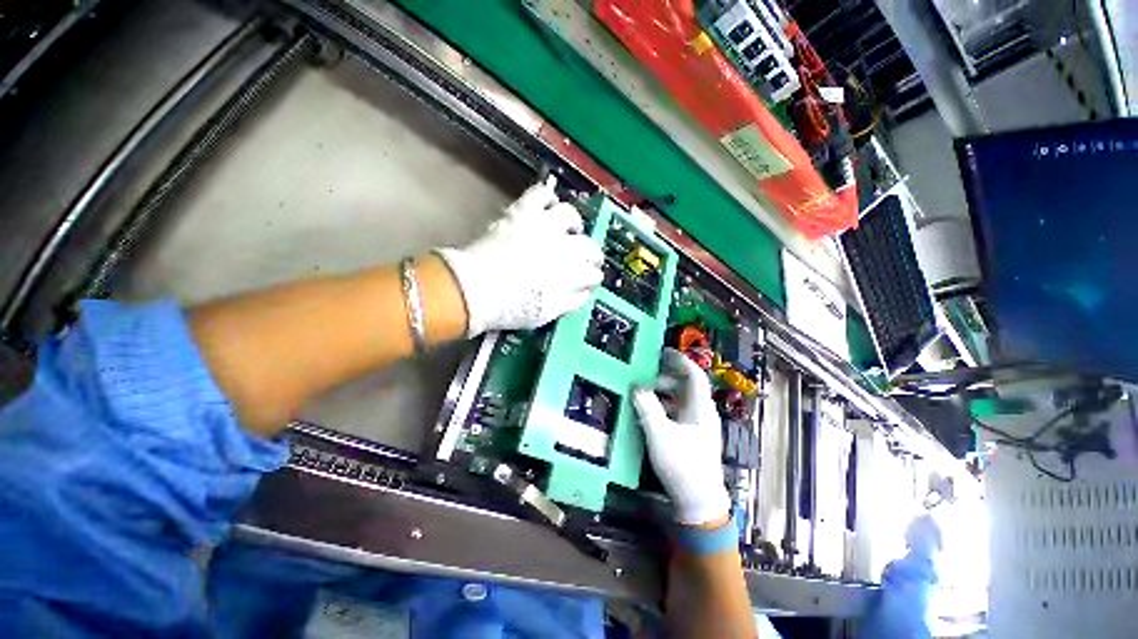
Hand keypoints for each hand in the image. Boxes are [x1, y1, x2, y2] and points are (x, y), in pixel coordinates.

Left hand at [438, 179, 603, 336]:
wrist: (473, 289)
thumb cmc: (510, 307)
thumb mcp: (547, 314)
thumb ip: (571, 301)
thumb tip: (585, 291)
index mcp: (569, 273)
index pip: (592, 273)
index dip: (593, 277)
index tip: (590, 280)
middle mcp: (561, 246)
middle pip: (587, 245)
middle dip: (592, 253)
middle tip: (588, 258)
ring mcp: (542, 225)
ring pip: (569, 215)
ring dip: (573, 223)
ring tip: (569, 228)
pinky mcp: (522, 212)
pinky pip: (540, 194)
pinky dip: (547, 197)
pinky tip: (549, 204)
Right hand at [633, 348, 729, 525]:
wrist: (699, 502)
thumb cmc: (682, 465)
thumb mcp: (660, 435)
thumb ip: (647, 409)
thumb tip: (637, 388)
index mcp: (700, 409)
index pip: (695, 376)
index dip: (681, 361)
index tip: (664, 352)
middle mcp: (703, 413)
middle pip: (687, 386)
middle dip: (667, 378)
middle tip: (647, 377)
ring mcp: (700, 426)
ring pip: (682, 399)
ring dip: (665, 393)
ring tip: (646, 395)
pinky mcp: (694, 437)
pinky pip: (680, 412)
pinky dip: (666, 406)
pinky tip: (653, 414)